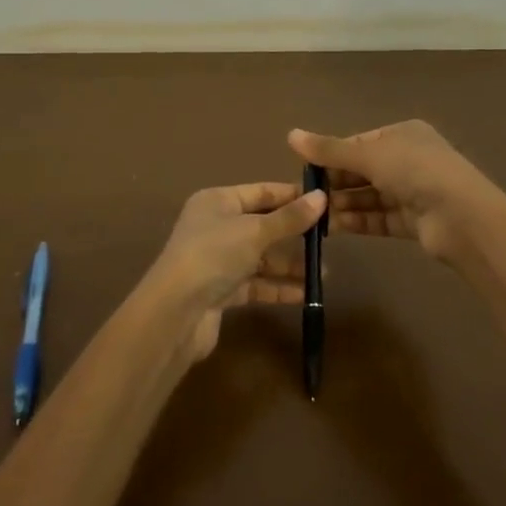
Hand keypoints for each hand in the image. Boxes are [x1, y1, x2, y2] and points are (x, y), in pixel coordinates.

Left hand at [147, 182, 326, 359]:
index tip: (327, 201)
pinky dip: (278, 287)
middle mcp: (216, 227)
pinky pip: (256, 284)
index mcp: (217, 201)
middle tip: (329, 239)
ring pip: (261, 258)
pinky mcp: (221, 291)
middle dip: (294, 234)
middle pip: (263, 225)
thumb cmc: (213, 255)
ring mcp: (218, 261)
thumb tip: (322, 198)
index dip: (293, 195)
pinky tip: (305, 294)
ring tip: (322, 273)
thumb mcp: (255, 231)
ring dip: (290, 264)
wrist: (175, 313)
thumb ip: (289, 218)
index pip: (261, 192)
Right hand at [287, 121, 503, 264]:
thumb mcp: (370, 155)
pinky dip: (357, 221)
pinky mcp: (413, 221)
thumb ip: (330, 149)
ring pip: (369, 196)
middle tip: (304, 198)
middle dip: (335, 183)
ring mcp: (413, 192)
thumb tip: (290, 134)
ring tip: (314, 215)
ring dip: (343, 204)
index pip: (359, 143)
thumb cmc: (417, 172)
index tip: (305, 171)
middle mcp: (409, 160)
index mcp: (403, 134)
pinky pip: (378, 218)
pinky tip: (332, 228)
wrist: (463, 218)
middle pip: (363, 170)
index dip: (332, 155)